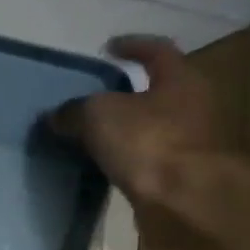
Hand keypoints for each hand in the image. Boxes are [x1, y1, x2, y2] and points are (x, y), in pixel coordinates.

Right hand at [49, 35, 232, 249]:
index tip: (108, 48)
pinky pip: (147, 160)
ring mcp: (191, 145)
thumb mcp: (97, 115)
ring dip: (124, 130)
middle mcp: (193, 108)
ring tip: (88, 134)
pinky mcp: (180, 178)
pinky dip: (125, 159)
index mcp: (180, 80)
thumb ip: (73, 111)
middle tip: (92, 96)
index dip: (132, 46)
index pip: (157, 52)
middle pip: (157, 92)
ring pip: (151, 128)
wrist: (187, 203)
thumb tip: (56, 116)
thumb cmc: (148, 142)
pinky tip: (101, 165)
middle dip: (126, 93)